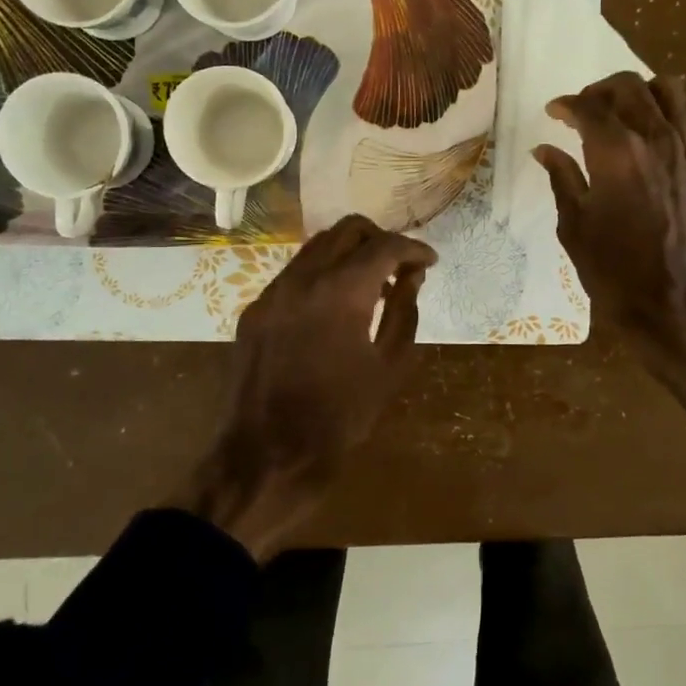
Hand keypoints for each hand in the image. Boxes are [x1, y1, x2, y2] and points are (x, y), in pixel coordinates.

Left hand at [182, 215, 436, 559]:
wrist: (267, 455)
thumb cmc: (340, 416)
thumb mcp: (389, 366)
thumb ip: (404, 311)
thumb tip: (412, 276)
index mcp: (341, 291)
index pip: (385, 246)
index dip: (414, 248)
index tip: (430, 262)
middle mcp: (303, 278)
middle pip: (347, 229)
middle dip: (380, 239)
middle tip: (400, 266)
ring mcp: (273, 291)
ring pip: (316, 246)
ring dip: (349, 252)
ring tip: (370, 284)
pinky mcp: (255, 310)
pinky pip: (294, 273)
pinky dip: (322, 273)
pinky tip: (334, 306)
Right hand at [534, 72, 685, 444]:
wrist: (677, 307)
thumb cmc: (615, 273)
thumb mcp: (575, 227)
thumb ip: (562, 179)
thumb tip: (545, 150)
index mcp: (617, 154)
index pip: (589, 107)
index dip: (567, 104)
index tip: (554, 112)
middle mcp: (655, 139)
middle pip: (629, 87)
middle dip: (600, 90)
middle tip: (583, 109)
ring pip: (668, 90)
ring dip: (640, 90)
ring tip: (620, 111)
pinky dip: (665, 109)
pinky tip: (647, 133)